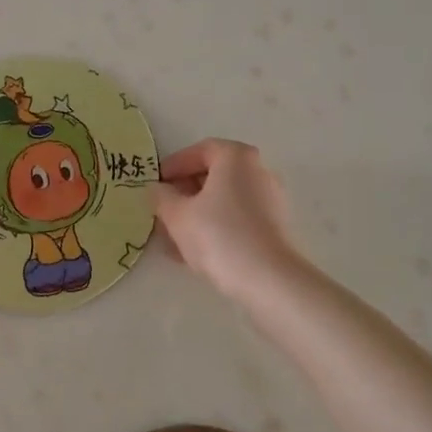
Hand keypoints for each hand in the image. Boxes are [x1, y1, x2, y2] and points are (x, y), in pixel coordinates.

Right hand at [152, 139, 305, 300]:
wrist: (269, 280)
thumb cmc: (219, 235)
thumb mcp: (177, 216)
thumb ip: (162, 197)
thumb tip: (157, 189)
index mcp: (236, 157)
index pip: (200, 151)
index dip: (174, 165)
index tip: (156, 183)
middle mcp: (257, 171)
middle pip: (214, 175)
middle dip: (184, 192)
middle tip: (162, 210)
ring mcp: (269, 200)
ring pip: (224, 201)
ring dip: (196, 214)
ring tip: (171, 237)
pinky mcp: (274, 228)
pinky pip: (237, 219)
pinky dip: (214, 228)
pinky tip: (192, 252)